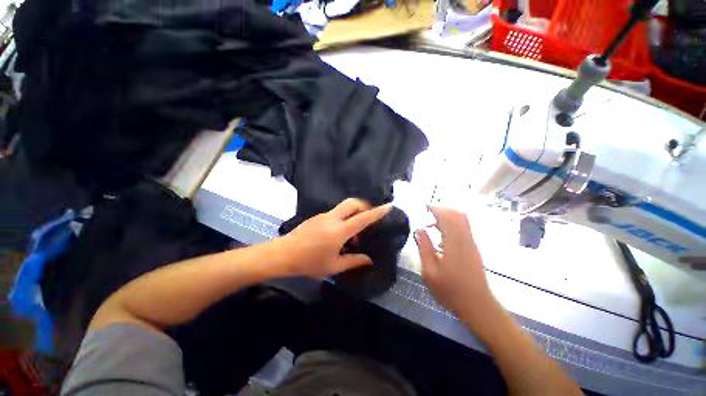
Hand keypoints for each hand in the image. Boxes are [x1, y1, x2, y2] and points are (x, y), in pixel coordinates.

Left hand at [282, 198, 392, 278]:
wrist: (284, 254)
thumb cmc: (309, 263)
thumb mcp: (333, 266)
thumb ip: (353, 261)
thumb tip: (369, 260)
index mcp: (339, 231)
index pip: (363, 219)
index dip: (377, 212)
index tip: (388, 206)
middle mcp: (333, 218)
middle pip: (352, 202)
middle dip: (364, 206)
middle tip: (368, 219)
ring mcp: (323, 215)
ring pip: (343, 207)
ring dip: (352, 215)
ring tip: (351, 235)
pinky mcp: (317, 216)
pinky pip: (335, 213)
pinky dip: (342, 219)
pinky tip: (337, 236)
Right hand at [414, 206, 503, 339]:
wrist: (478, 306)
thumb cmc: (450, 291)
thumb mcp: (430, 272)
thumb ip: (424, 248)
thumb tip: (419, 229)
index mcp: (454, 244)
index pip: (447, 218)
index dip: (436, 209)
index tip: (425, 206)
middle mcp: (465, 240)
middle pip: (458, 215)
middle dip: (443, 209)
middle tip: (428, 212)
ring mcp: (472, 244)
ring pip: (463, 220)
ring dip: (448, 216)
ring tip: (432, 223)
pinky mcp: (474, 249)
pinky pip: (464, 228)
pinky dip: (453, 224)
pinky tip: (441, 234)